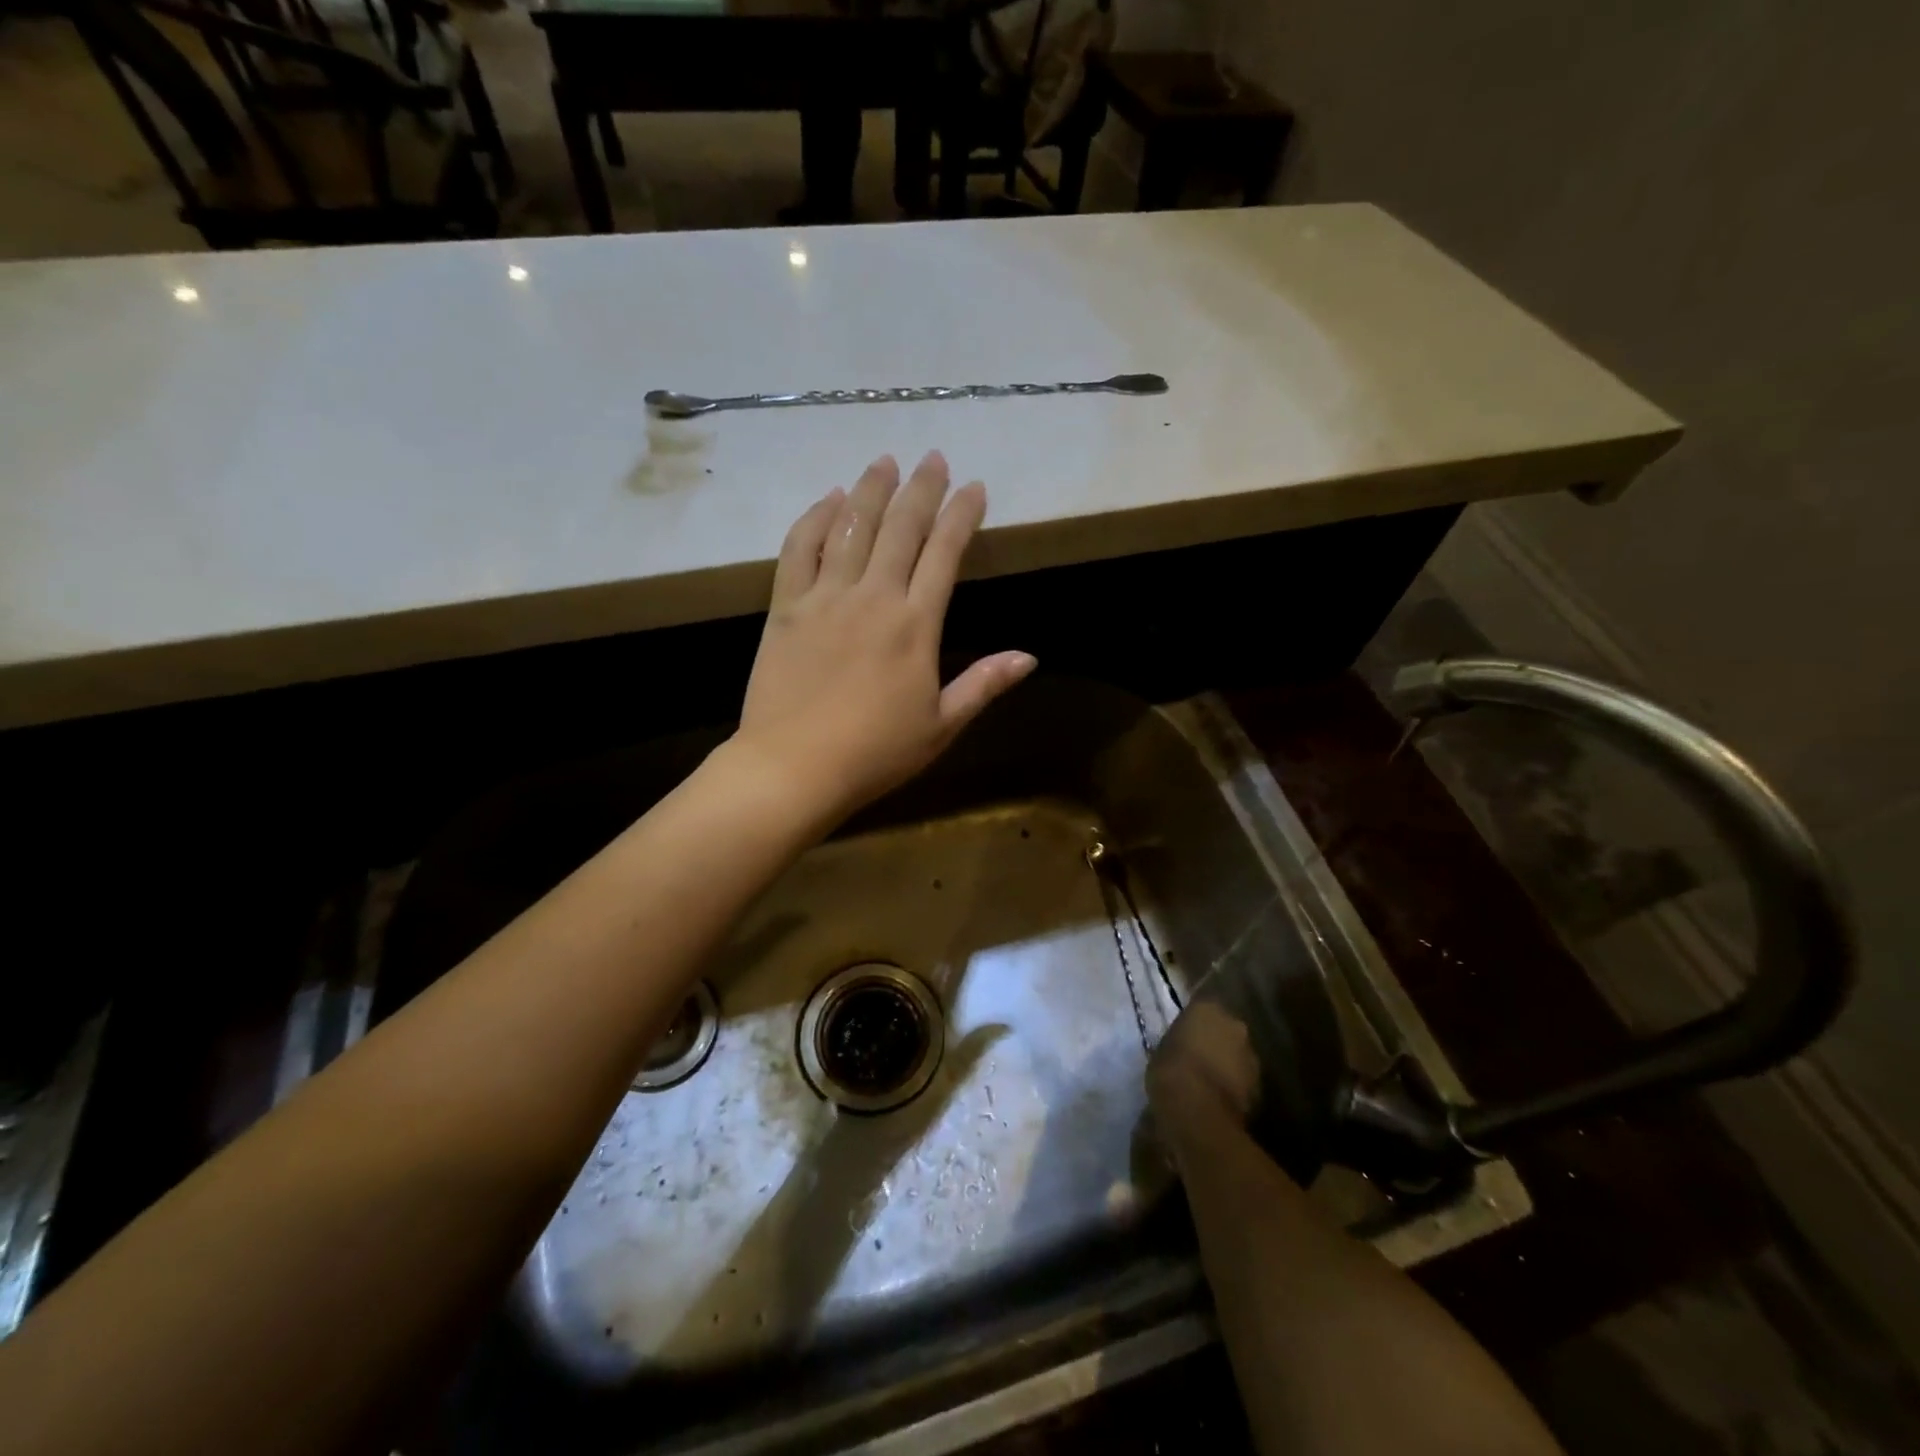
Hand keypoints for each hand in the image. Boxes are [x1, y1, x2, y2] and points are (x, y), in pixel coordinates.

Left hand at [731, 452, 1036, 826]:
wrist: (794, 767)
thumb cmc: (875, 753)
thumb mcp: (941, 726)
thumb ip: (983, 685)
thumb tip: (1029, 656)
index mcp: (916, 625)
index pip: (944, 553)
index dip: (962, 515)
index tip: (974, 487)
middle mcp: (873, 597)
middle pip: (901, 527)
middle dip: (922, 488)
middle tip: (933, 458)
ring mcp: (826, 597)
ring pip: (851, 526)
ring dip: (870, 489)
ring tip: (884, 461)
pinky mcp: (786, 607)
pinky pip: (799, 549)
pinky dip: (815, 518)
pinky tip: (828, 499)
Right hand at [1148, 1001, 1261, 1131]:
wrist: (1196, 1110)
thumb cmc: (1170, 1070)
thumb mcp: (1163, 1048)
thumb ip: (1179, 1041)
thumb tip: (1183, 1047)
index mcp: (1207, 1009)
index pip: (1201, 1009)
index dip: (1193, 1024)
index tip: (1184, 1036)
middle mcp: (1234, 1025)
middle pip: (1225, 1030)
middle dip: (1215, 1042)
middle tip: (1198, 1058)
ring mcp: (1251, 1056)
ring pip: (1238, 1056)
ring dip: (1227, 1065)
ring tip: (1207, 1083)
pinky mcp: (1261, 1087)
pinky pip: (1244, 1081)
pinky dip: (1234, 1087)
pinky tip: (1218, 1100)